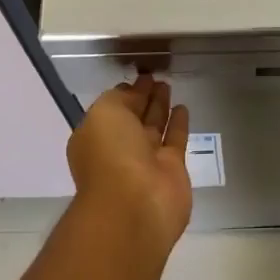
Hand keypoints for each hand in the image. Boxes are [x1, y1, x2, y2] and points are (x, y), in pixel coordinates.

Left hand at [68, 75, 192, 252]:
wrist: (135, 205)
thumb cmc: (111, 154)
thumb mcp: (105, 113)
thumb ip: (119, 98)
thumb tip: (134, 93)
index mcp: (96, 136)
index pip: (112, 108)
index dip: (125, 91)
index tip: (139, 75)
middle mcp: (119, 148)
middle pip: (133, 117)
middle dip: (142, 97)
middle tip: (155, 77)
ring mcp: (146, 160)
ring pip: (154, 126)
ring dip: (160, 106)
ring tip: (168, 84)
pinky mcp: (172, 169)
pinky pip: (175, 140)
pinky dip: (179, 124)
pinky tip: (183, 106)